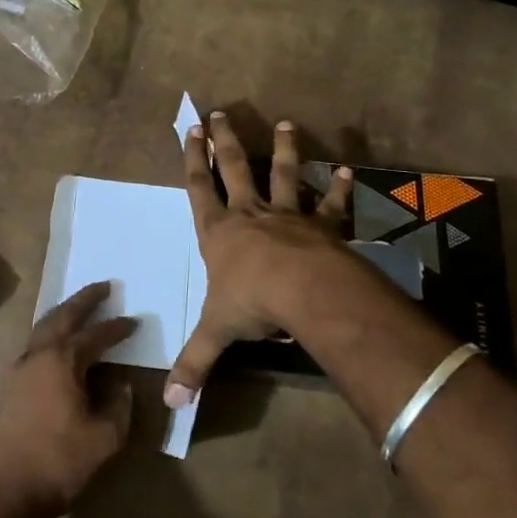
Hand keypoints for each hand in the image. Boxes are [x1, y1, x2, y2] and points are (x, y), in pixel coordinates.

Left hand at [0, 282, 135, 517]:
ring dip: (63, 315)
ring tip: (81, 309)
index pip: (95, 335)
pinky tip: (60, 347)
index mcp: (61, 361)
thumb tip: (122, 385)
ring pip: (43, 330)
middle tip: (103, 286)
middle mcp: (37, 356)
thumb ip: (119, 405)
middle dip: (84, 300)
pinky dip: (51, 335)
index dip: (116, 328)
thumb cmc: (59, 462)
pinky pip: (34, 347)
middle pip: (61, 317)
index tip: (133, 322)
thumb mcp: (105, 437)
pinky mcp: (9, 388)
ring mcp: (18, 371)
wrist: (5, 493)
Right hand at [167, 112, 356, 407]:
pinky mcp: (322, 226)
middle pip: (235, 169)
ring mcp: (288, 216)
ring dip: (284, 150)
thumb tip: (168, 404)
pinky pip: (330, 205)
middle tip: (220, 113)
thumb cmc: (252, 303)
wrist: (305, 291)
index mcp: (219, 233)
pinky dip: (339, 189)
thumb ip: (194, 364)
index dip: (193, 159)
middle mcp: (251, 215)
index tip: (190, 130)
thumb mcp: (216, 333)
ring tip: (286, 124)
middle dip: (226, 141)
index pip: (199, 189)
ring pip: (283, 175)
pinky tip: (348, 170)